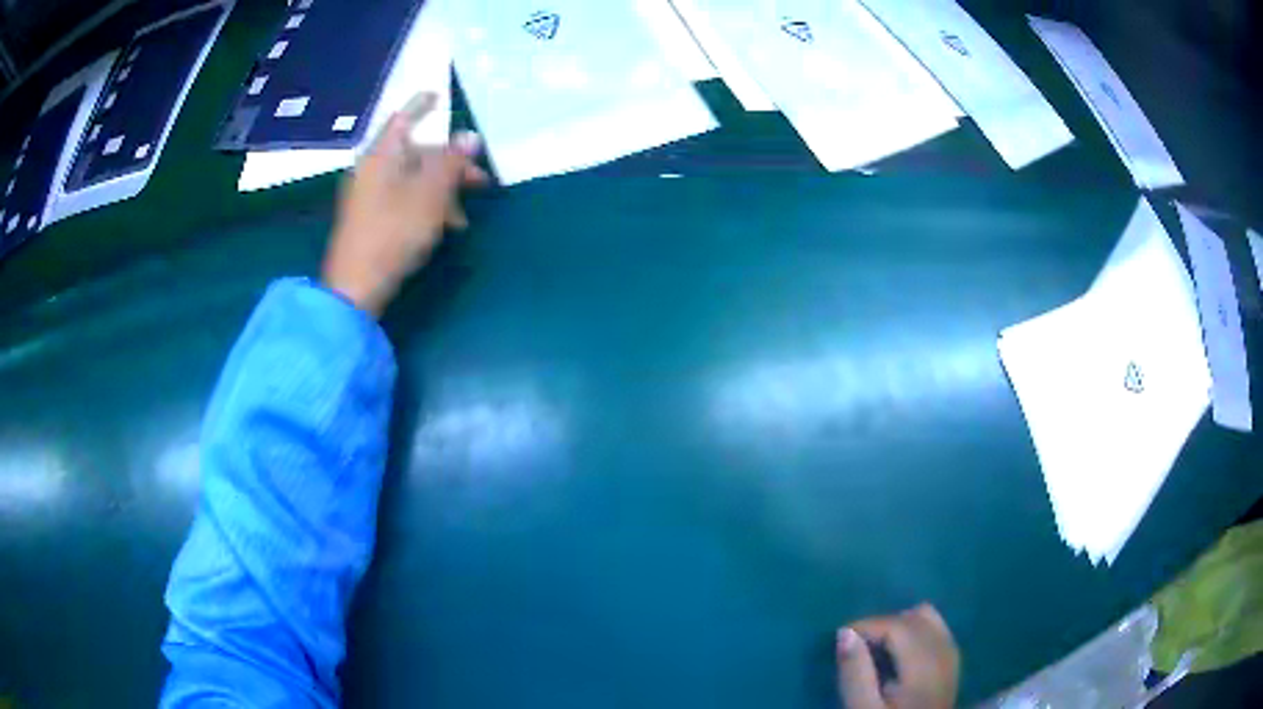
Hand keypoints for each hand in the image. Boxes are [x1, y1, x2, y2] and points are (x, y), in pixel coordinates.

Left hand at [322, 92, 487, 316]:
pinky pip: (402, 200)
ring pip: (411, 180)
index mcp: (382, 155)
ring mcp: (367, 196)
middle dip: (449, 164)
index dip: (421, 106)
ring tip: (462, 220)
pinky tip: (442, 229)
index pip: (403, 119)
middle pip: (414, 153)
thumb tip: (469, 136)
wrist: (355, 287)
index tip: (437, 95)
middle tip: (480, 181)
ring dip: (441, 192)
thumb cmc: (393, 232)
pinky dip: (425, 207)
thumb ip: (451, 162)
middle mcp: (371, 170)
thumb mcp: (431, 195)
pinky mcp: (368, 219)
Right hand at [836, 604, 959, 708]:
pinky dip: (917, 631)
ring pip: (931, 620)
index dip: (869, 624)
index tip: (841, 635)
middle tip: (855, 643)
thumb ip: (855, 674)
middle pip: (917, 619)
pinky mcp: (952, 667)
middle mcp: (944, 656)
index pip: (899, 626)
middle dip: (884, 624)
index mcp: (924, 668)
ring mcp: (952, 660)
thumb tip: (844, 632)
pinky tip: (900, 652)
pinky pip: (938, 632)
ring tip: (876, 646)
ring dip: (902, 625)